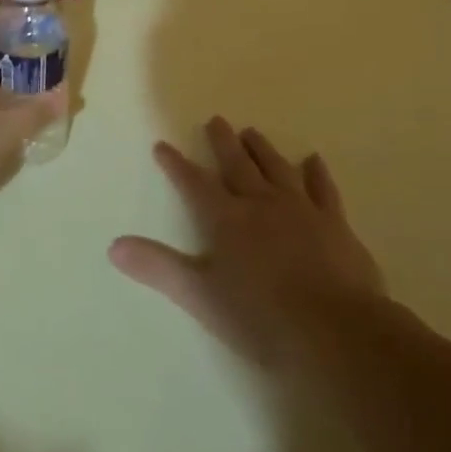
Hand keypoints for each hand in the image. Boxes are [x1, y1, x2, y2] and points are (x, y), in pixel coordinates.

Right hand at [109, 117, 383, 367]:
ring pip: (277, 169)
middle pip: (238, 166)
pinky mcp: (336, 225)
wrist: (336, 331)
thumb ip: (158, 267)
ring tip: (252, 132)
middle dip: (223, 143)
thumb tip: (114, 246)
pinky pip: (323, 189)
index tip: (163, 145)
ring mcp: (302, 211)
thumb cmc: (260, 317)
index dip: (176, 165)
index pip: (194, 184)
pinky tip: (313, 160)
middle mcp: (261, 205)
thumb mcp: (200, 296)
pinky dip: (316, 173)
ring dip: (262, 150)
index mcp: (226, 220)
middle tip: (216, 120)